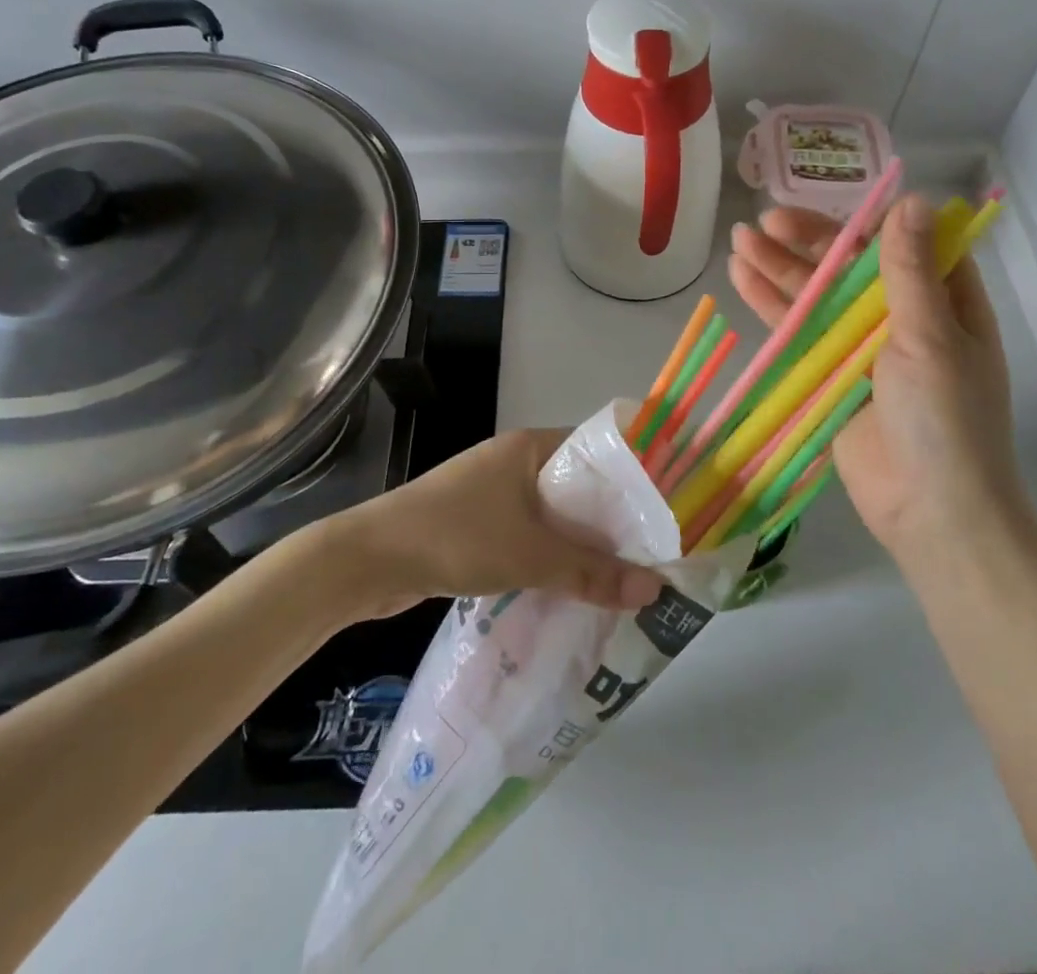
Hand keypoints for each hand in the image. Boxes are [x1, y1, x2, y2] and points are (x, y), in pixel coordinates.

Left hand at [332, 429, 665, 616]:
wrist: (369, 560)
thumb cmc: (456, 536)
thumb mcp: (531, 555)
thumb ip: (593, 573)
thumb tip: (656, 590)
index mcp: (532, 446)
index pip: (598, 450)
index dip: (634, 476)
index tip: (667, 509)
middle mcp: (516, 461)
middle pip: (579, 486)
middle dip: (612, 519)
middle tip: (655, 551)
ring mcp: (495, 491)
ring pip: (555, 513)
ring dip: (582, 541)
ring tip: (624, 573)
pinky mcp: (480, 522)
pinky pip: (531, 532)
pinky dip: (552, 554)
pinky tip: (575, 584)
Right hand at [729, 196, 1021, 554]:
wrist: (930, 512)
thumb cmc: (945, 419)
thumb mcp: (931, 338)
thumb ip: (910, 271)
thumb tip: (911, 200)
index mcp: (944, 305)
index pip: (904, 245)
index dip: (867, 222)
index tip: (828, 205)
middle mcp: (902, 319)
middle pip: (850, 268)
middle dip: (809, 242)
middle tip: (766, 221)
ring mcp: (862, 349)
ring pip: (817, 297)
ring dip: (780, 268)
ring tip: (740, 240)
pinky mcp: (829, 376)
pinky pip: (798, 333)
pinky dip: (771, 306)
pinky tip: (741, 278)